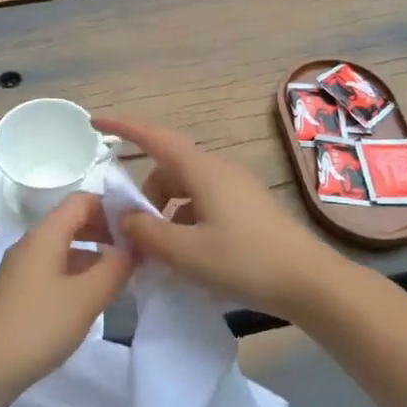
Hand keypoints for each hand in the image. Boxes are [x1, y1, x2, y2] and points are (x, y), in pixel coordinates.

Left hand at [0, 193, 134, 397]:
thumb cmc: (39, 326)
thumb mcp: (87, 297)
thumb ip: (116, 267)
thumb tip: (134, 247)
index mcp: (45, 234)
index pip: (82, 200)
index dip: (112, 206)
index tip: (139, 225)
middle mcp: (30, 243)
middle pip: (72, 221)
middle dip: (105, 229)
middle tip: (136, 249)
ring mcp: (21, 267)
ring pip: (63, 246)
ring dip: (93, 253)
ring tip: (121, 273)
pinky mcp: (18, 290)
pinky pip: (53, 267)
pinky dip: (77, 271)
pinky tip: (92, 295)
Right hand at [94, 115, 341, 318]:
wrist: (310, 282)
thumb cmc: (245, 261)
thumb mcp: (186, 252)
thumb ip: (147, 233)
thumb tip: (126, 218)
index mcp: (203, 172)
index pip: (155, 138)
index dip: (124, 127)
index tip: (96, 123)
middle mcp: (220, 171)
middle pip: (169, 170)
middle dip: (146, 195)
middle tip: (137, 233)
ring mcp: (238, 189)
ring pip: (187, 189)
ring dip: (167, 212)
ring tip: (164, 252)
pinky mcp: (249, 209)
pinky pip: (205, 204)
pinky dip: (187, 221)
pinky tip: (190, 255)